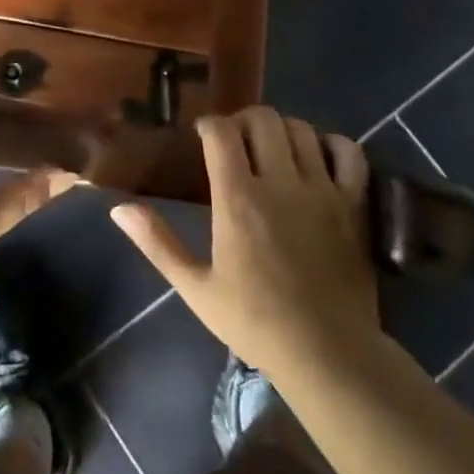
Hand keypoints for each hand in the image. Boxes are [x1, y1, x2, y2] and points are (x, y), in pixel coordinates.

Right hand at [110, 108, 378, 378]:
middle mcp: (280, 182)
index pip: (221, 133)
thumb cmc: (255, 322)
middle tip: (236, 141)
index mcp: (238, 199)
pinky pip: (348, 152)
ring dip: (282, 130)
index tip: (203, 135)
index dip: (209, 124)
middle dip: (244, 120)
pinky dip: (331, 144)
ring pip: (301, 129)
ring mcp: (322, 190)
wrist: (328, 353)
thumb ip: (157, 243)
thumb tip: (119, 209)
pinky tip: (317, 158)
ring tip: (273, 149)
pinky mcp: (354, 203)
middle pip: (263, 119)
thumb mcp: (196, 288)